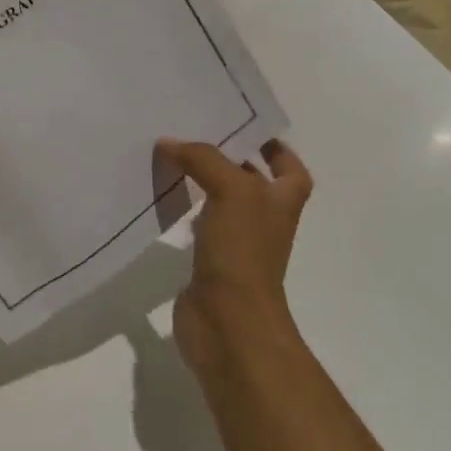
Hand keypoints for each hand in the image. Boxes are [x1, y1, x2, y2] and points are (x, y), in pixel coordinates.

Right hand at [158, 138, 313, 374]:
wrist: (229, 322)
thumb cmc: (243, 252)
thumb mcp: (232, 191)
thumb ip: (203, 159)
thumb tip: (168, 143)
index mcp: (281, 202)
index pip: (289, 169)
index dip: (275, 148)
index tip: (243, 129)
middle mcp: (262, 221)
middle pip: (250, 181)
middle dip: (226, 159)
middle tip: (191, 133)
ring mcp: (235, 244)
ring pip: (219, 202)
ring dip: (199, 183)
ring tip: (168, 157)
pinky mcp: (208, 262)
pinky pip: (195, 226)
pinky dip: (181, 211)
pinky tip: (160, 197)